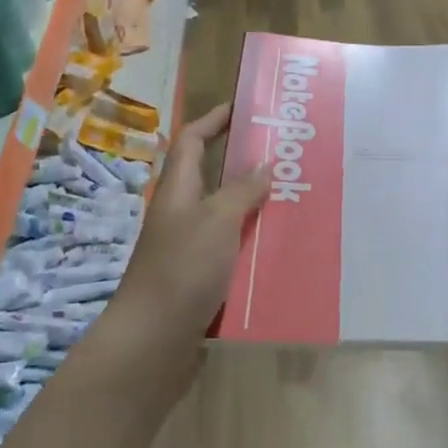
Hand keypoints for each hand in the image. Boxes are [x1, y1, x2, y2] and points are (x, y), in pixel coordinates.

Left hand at [108, 104, 268, 371]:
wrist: (154, 340)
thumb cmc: (183, 269)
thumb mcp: (217, 221)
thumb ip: (242, 190)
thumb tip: (264, 163)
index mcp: (177, 190)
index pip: (191, 141)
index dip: (212, 120)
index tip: (241, 107)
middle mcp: (180, 214)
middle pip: (211, 177)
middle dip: (245, 164)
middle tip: (284, 157)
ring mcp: (188, 248)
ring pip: (225, 216)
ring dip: (254, 206)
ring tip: (294, 199)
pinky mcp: (198, 278)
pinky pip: (230, 249)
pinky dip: (252, 244)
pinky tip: (280, 250)